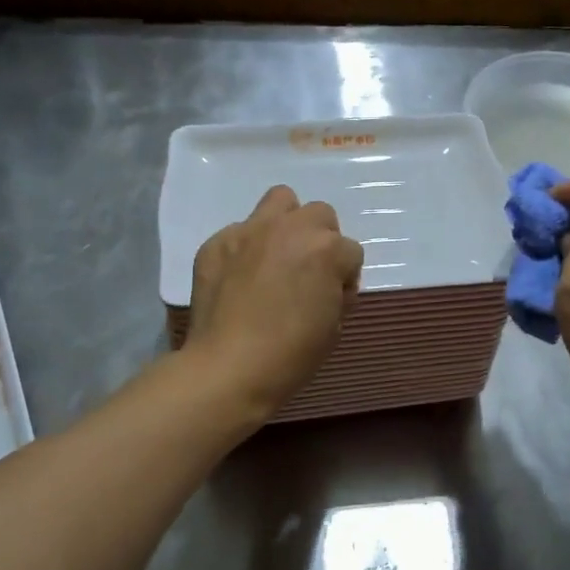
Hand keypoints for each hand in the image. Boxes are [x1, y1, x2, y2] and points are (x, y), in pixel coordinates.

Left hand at [184, 185, 363, 417]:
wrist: (229, 368)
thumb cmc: (291, 355)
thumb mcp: (334, 326)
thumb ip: (336, 290)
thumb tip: (325, 283)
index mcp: (327, 249)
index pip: (351, 252)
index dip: (344, 278)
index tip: (332, 301)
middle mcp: (291, 229)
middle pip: (320, 215)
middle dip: (320, 240)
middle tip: (307, 272)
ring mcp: (251, 231)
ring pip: (280, 200)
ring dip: (286, 223)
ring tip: (276, 255)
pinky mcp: (218, 242)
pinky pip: (240, 231)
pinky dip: (246, 249)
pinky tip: (239, 277)